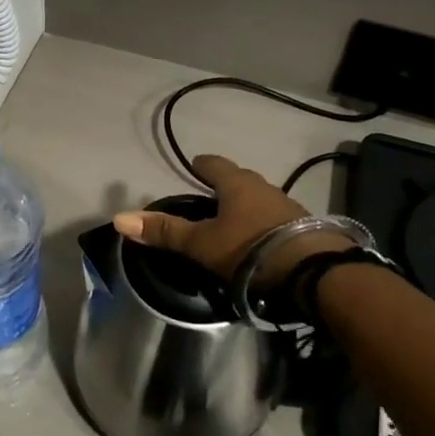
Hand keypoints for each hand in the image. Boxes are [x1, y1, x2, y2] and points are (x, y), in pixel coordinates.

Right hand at [113, 153, 346, 284]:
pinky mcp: (307, 228)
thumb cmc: (250, 249)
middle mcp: (264, 187)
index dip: (201, 164)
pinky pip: (277, 219)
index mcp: (236, 184)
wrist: (314, 271)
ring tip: (234, 224)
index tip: (194, 165)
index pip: (213, 163)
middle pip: (239, 180)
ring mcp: (288, 206)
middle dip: (225, 187)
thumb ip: (164, 232)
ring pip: (260, 200)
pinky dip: (265, 226)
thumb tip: (120, 218)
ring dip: (247, 207)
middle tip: (210, 200)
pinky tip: (261, 243)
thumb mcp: (201, 244)